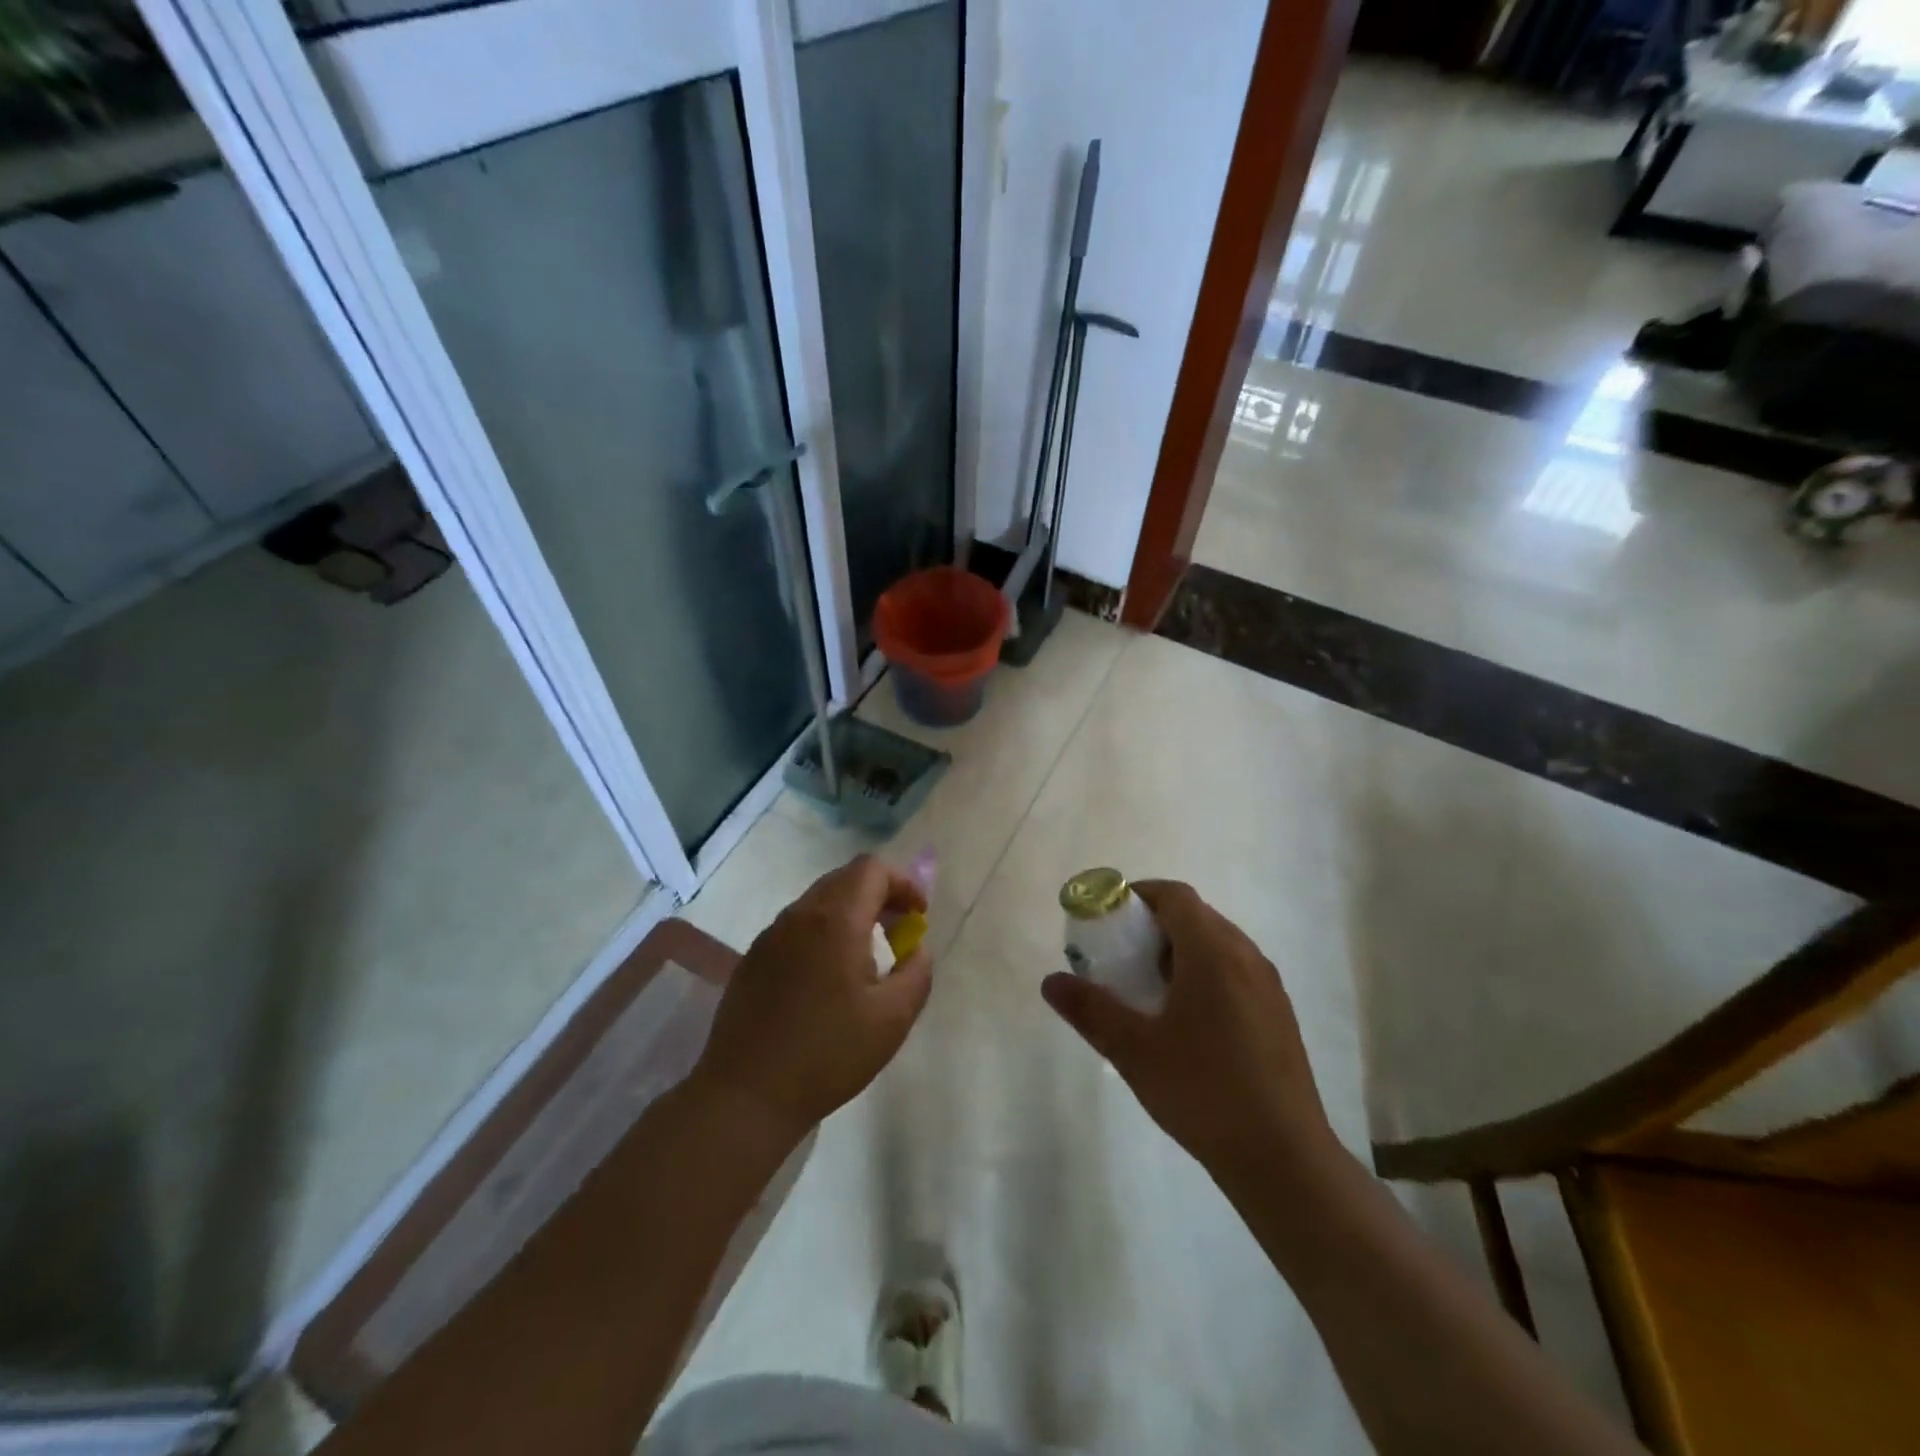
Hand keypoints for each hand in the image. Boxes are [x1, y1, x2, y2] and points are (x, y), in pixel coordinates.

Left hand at [695, 855, 931, 1142]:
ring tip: (867, 956)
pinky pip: (796, 927)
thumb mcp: (892, 1019)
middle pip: (845, 878)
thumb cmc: (828, 1054)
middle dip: (879, 895)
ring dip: (850, 913)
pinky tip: (827, 978)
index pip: (872, 869)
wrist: (746, 1095)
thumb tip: (917, 949)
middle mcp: (799, 915)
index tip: (918, 916)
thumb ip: (917, 973)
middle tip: (899, 931)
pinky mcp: (753, 959)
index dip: (903, 883)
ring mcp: (770, 936)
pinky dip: (823, 932)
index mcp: (835, 920)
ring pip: (818, 901)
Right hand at [1041, 880, 1337, 1185]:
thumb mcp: (1133, 1050)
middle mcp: (1246, 955)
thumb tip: (1051, 981)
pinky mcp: (1280, 1013)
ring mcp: (1268, 985)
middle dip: (1155, 926)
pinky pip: (1236, 970)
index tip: (1110, 921)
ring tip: (1151, 990)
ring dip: (1181, 950)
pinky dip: (1206, 973)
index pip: (1174, 895)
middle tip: (1122, 958)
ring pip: (1218, 944)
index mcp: (1213, 952)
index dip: (1139, 896)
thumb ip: (1090, 1010)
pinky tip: (1188, 1022)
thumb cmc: (1203, 1091)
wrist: (1283, 1158)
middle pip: (1196, 916)